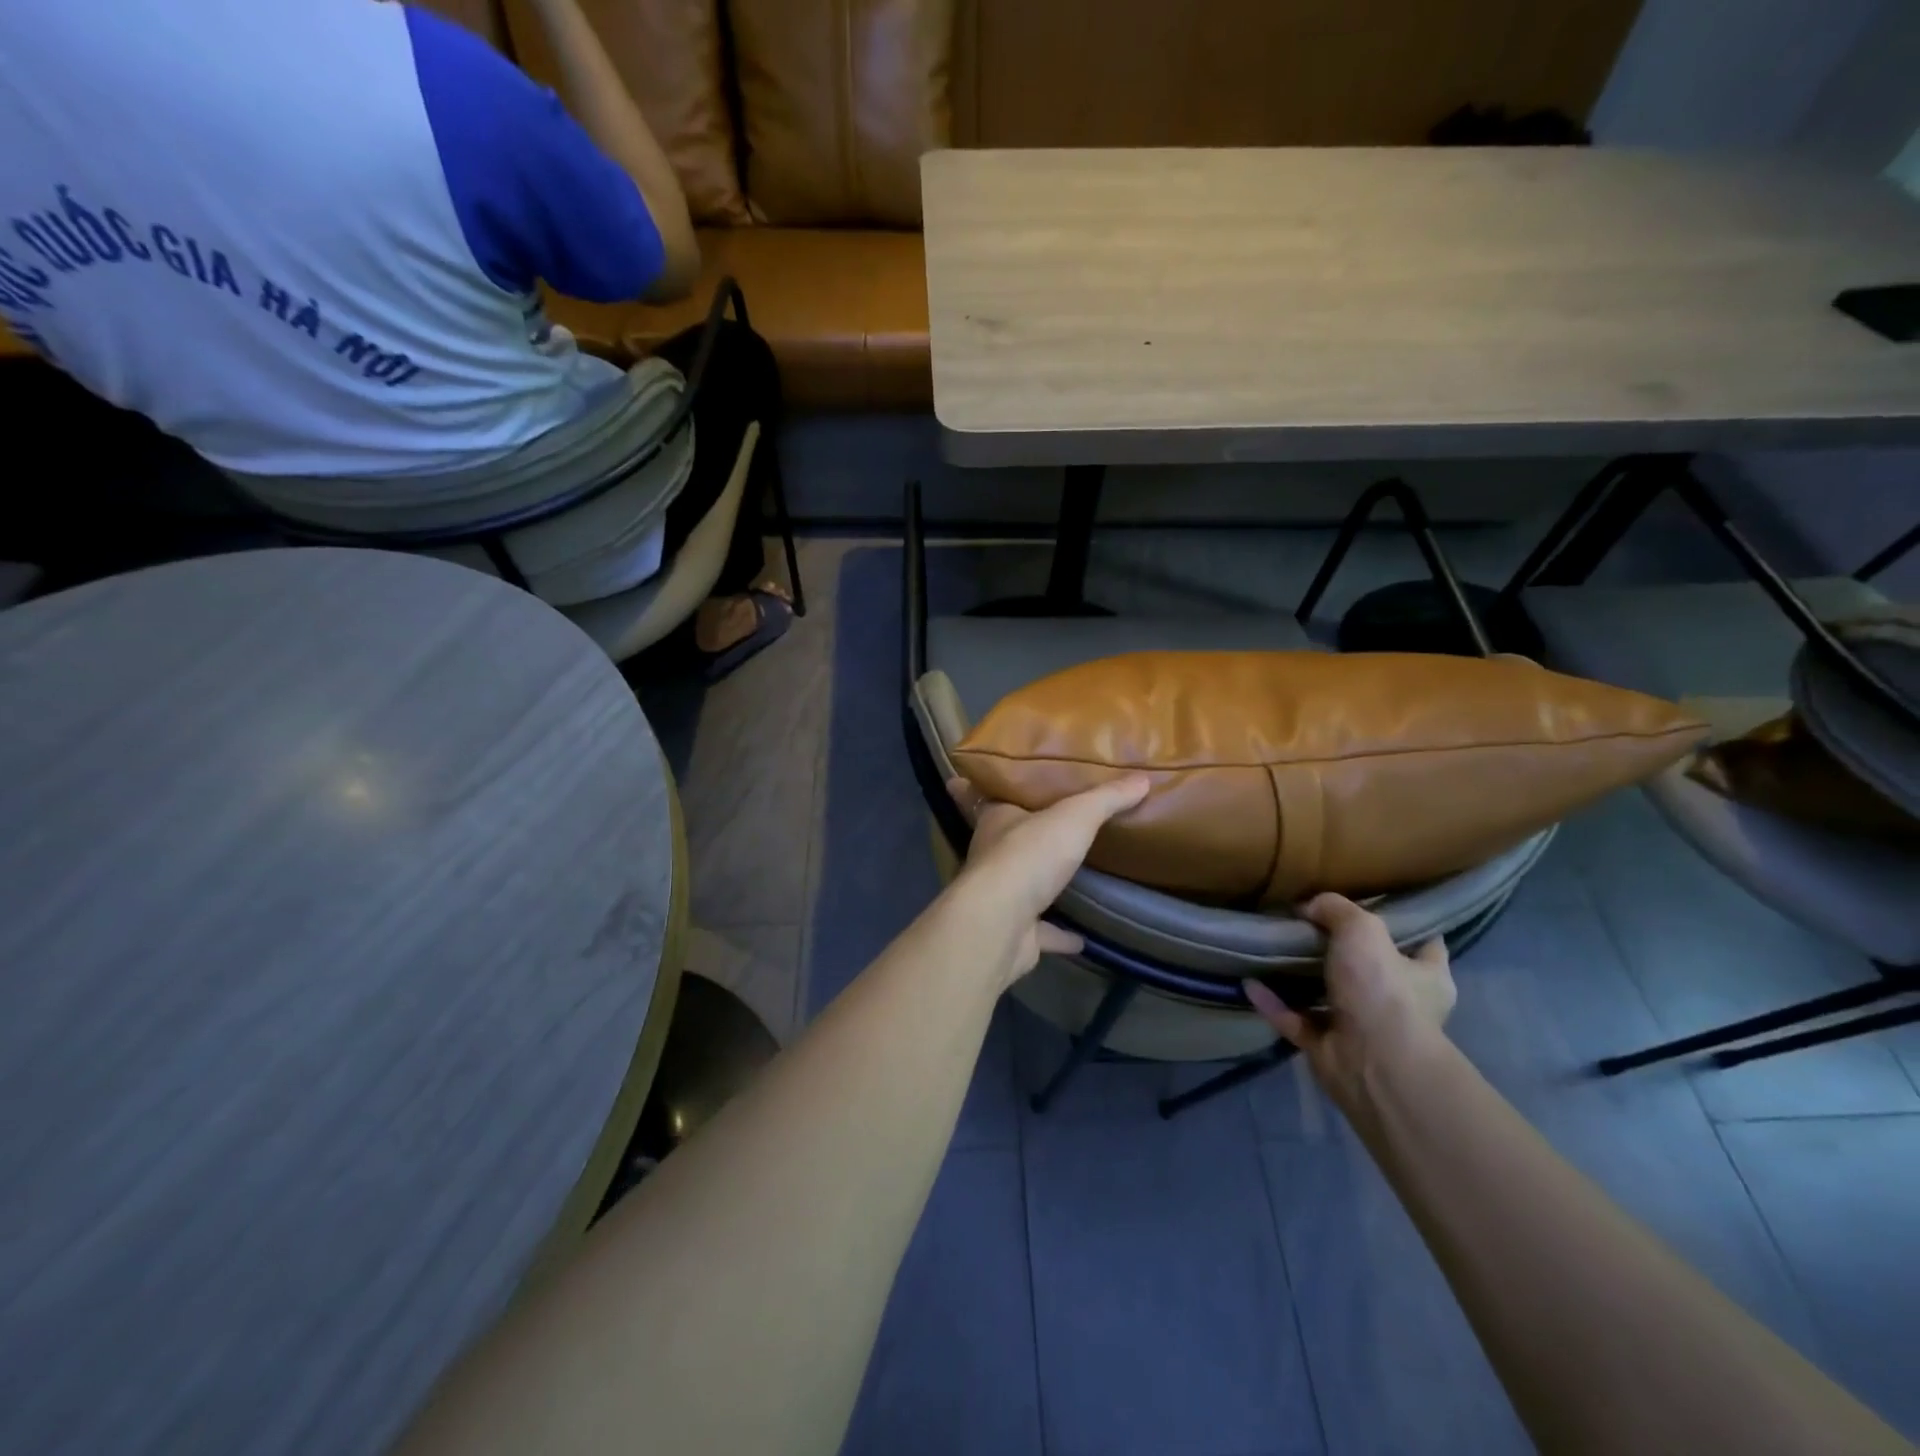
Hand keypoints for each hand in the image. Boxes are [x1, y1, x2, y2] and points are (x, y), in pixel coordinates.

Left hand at [945, 775, 1150, 985]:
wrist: (1000, 923)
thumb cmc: (1028, 856)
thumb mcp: (1074, 816)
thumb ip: (1105, 798)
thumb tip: (1142, 779)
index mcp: (996, 822)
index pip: (980, 798)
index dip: (974, 788)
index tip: (963, 780)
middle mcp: (992, 857)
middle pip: (1004, 841)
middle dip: (1018, 834)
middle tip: (1044, 826)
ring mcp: (1001, 899)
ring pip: (1020, 887)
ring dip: (1039, 884)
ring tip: (1067, 876)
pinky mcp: (1015, 934)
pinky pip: (1041, 933)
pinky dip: (1059, 935)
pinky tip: (1081, 938)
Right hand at [1243, 893, 1454, 1107]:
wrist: (1372, 1063)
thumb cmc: (1384, 991)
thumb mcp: (1363, 928)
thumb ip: (1337, 909)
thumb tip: (1308, 907)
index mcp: (1427, 978)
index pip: (1425, 944)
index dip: (1405, 924)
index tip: (1373, 904)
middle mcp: (1400, 1004)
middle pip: (1371, 969)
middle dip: (1343, 951)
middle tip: (1308, 922)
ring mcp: (1363, 1029)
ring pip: (1330, 996)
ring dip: (1302, 978)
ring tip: (1273, 949)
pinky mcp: (1328, 1047)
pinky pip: (1294, 1019)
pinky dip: (1272, 1003)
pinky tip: (1249, 983)